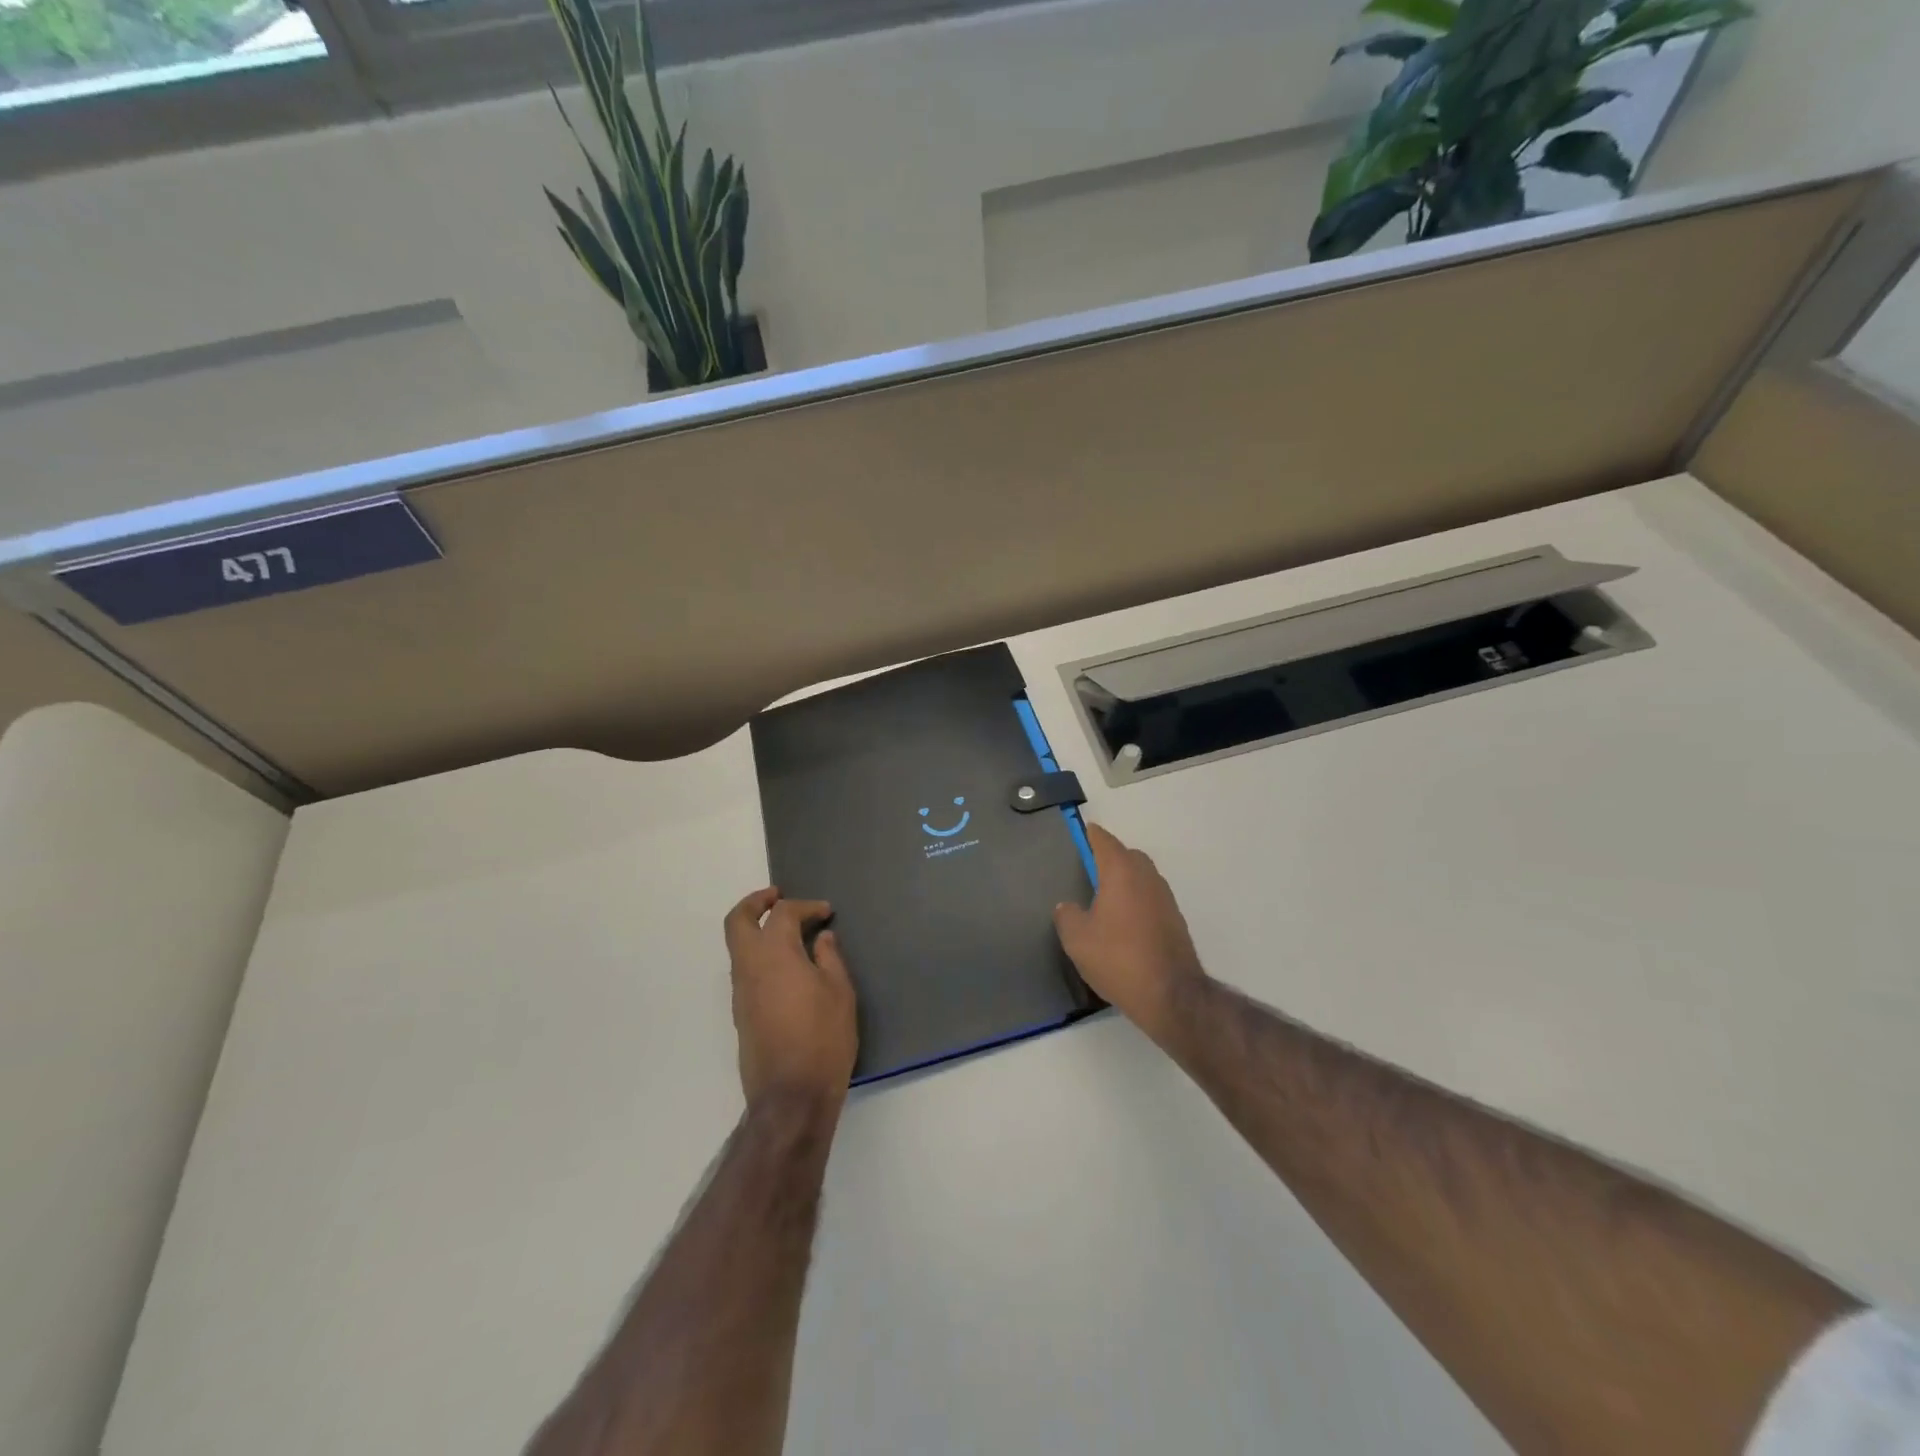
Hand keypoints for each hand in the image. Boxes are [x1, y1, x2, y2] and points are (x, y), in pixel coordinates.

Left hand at [723, 889, 857, 1112]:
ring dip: (757, 930)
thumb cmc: (823, 1038)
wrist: (790, 1096)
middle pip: (737, 921)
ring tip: (789, 932)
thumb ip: (829, 958)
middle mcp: (749, 966)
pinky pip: (745, 970)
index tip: (826, 912)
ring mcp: (740, 992)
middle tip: (777, 896)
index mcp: (774, 953)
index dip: (806, 906)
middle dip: (755, 902)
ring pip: (737, 946)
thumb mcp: (840, 993)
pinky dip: (760, 955)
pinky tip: (788, 967)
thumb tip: (821, 938)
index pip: (783, 913)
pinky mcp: (741, 1014)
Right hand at [1053, 823, 1207, 1042]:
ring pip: (1141, 877)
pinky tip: (1123, 922)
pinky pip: (1150, 898)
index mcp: (1121, 871)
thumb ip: (1066, 915)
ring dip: (1125, 880)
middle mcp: (1147, 877)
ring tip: (1103, 899)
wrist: (1171, 994)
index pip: (1104, 841)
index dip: (1090, 835)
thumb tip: (1067, 906)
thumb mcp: (1076, 939)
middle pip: (1127, 855)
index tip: (1079, 833)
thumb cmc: (1118, 958)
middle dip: (1109, 857)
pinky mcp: (1175, 920)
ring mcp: (1165, 898)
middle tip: (1087, 871)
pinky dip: (1136, 900)